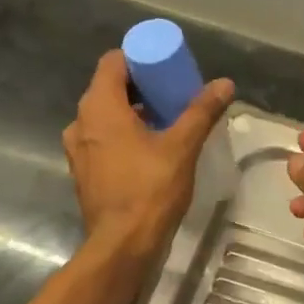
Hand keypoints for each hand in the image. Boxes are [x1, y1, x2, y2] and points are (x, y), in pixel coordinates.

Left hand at [63, 49, 233, 259]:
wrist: (123, 244)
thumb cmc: (150, 190)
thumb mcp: (182, 147)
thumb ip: (201, 112)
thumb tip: (225, 83)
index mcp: (99, 107)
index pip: (113, 62)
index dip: (141, 59)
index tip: (167, 69)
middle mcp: (80, 122)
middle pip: (109, 88)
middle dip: (142, 87)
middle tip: (174, 95)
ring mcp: (78, 149)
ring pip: (106, 116)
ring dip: (133, 113)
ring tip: (166, 123)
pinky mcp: (85, 171)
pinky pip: (103, 140)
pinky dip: (123, 136)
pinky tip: (149, 151)